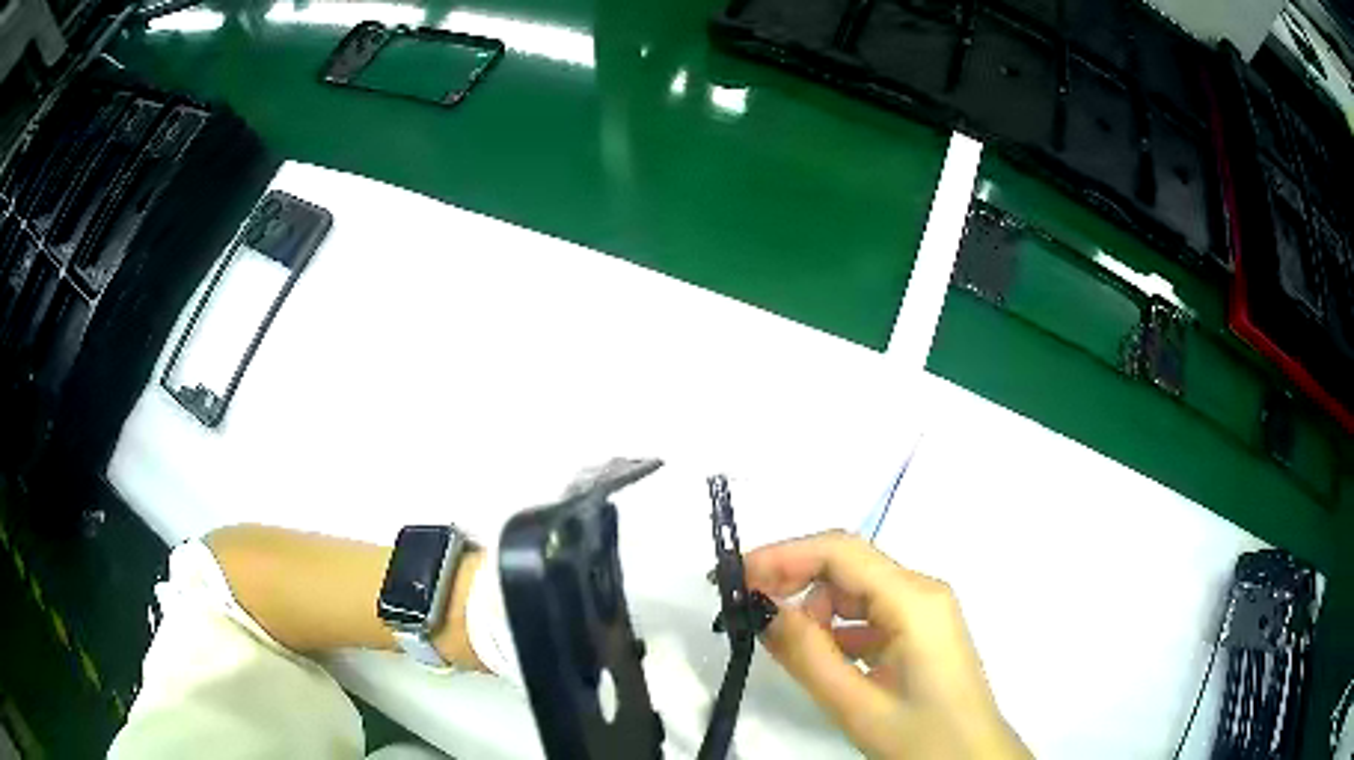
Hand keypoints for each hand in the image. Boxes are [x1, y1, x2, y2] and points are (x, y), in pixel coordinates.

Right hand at [743, 531, 1031, 759]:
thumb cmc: (922, 737)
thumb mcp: (856, 704)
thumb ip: (807, 655)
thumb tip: (762, 609)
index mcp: (914, 600)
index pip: (841, 552)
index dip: (783, 555)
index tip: (735, 578)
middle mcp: (922, 592)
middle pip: (848, 565)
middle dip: (794, 578)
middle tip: (746, 606)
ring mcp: (924, 610)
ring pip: (857, 589)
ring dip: (815, 608)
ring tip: (784, 643)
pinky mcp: (920, 630)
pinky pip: (870, 613)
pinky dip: (837, 627)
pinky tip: (819, 655)